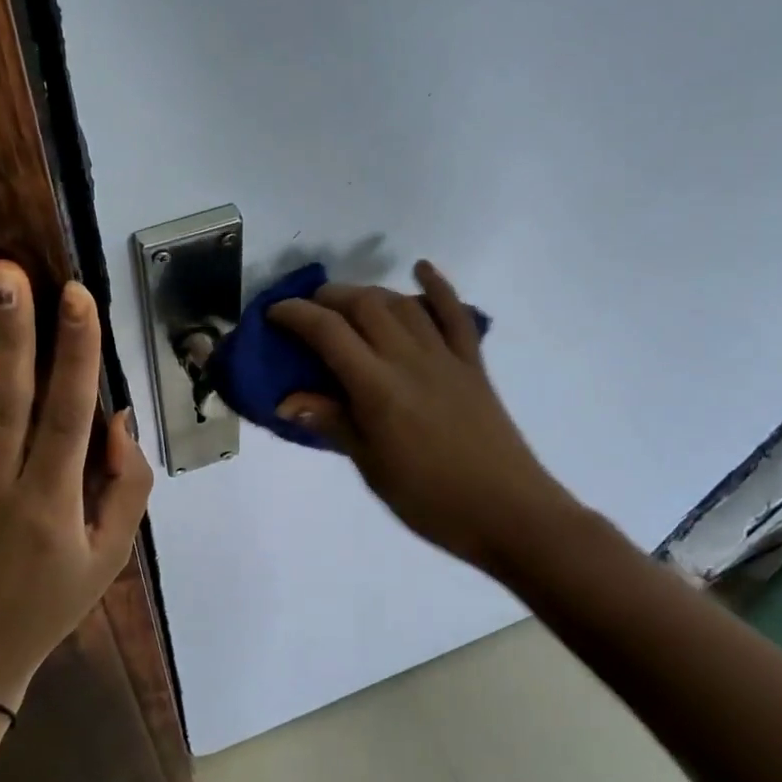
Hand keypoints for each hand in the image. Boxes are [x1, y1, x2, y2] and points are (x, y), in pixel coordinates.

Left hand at [0, 261, 153, 710]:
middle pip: (7, 402)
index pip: (69, 415)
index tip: (78, 297)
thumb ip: (127, 487)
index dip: (77, 354)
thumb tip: (119, 415)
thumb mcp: (111, 555)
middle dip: (11, 335)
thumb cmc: (49, 602)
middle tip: (6, 272)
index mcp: (53, 500)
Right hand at [267, 260, 575, 574]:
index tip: (273, 314)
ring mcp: (445, 357)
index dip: (295, 315)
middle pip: (364, 305)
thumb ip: (332, 423)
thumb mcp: (371, 466)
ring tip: (347, 302)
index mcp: (378, 388)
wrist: (508, 513)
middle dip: (328, 297)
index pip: (328, 332)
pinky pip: (455, 315)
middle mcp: (409, 359)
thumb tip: (286, 401)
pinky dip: (437, 286)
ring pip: (402, 304)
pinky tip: (421, 268)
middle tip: (307, 309)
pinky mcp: (472, 364)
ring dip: (370, 292)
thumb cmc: (429, 500)